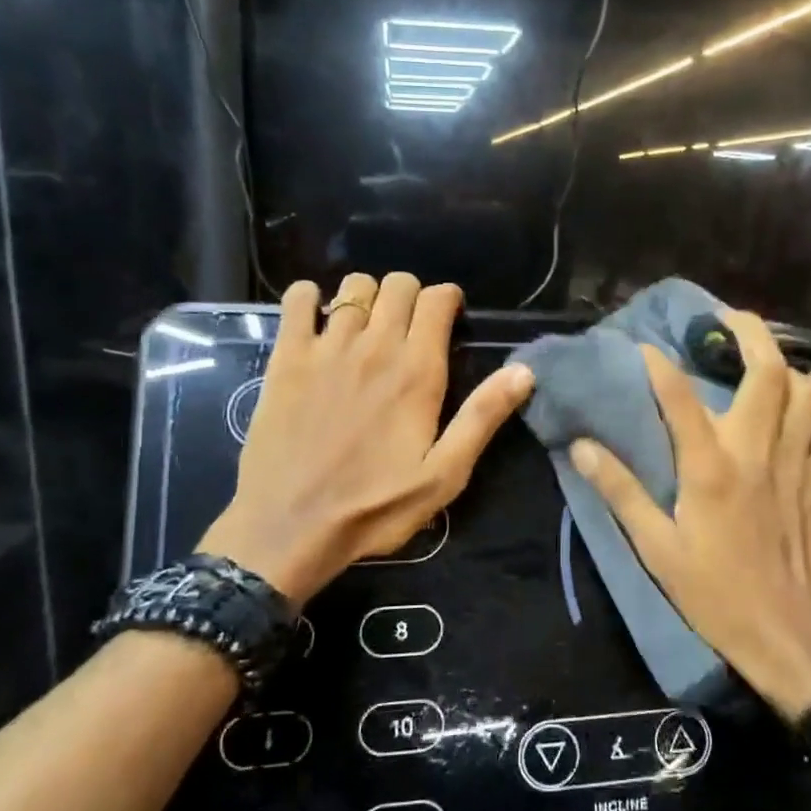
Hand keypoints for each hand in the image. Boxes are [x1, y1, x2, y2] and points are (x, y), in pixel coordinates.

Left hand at [198, 273, 533, 600]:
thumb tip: (524, 371)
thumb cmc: (375, 506)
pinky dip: (310, 296)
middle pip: (398, 284)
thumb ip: (483, 418)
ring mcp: (326, 347)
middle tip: (410, 327)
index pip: (437, 300)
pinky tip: (317, 319)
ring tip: (367, 327)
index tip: (449, 319)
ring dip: (368, 297)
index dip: (448, 299)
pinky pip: (297, 299)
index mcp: (418, 372)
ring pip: (354, 287)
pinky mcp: (286, 357)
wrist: (290, 526)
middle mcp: (375, 346)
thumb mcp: (444, 474)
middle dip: (411, 295)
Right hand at [568, 310, 810, 719]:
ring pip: (809, 391)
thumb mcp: (656, 548)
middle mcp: (758, 453)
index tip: (644, 347)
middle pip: (767, 372)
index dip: (660, 365)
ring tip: (763, 366)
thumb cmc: (714, 594)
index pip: (681, 397)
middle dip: (749, 332)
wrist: (785, 635)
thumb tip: (581, 448)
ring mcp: (798, 464)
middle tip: (726, 321)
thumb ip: (621, 492)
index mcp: (710, 468)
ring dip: (788, 369)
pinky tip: (805, 416)